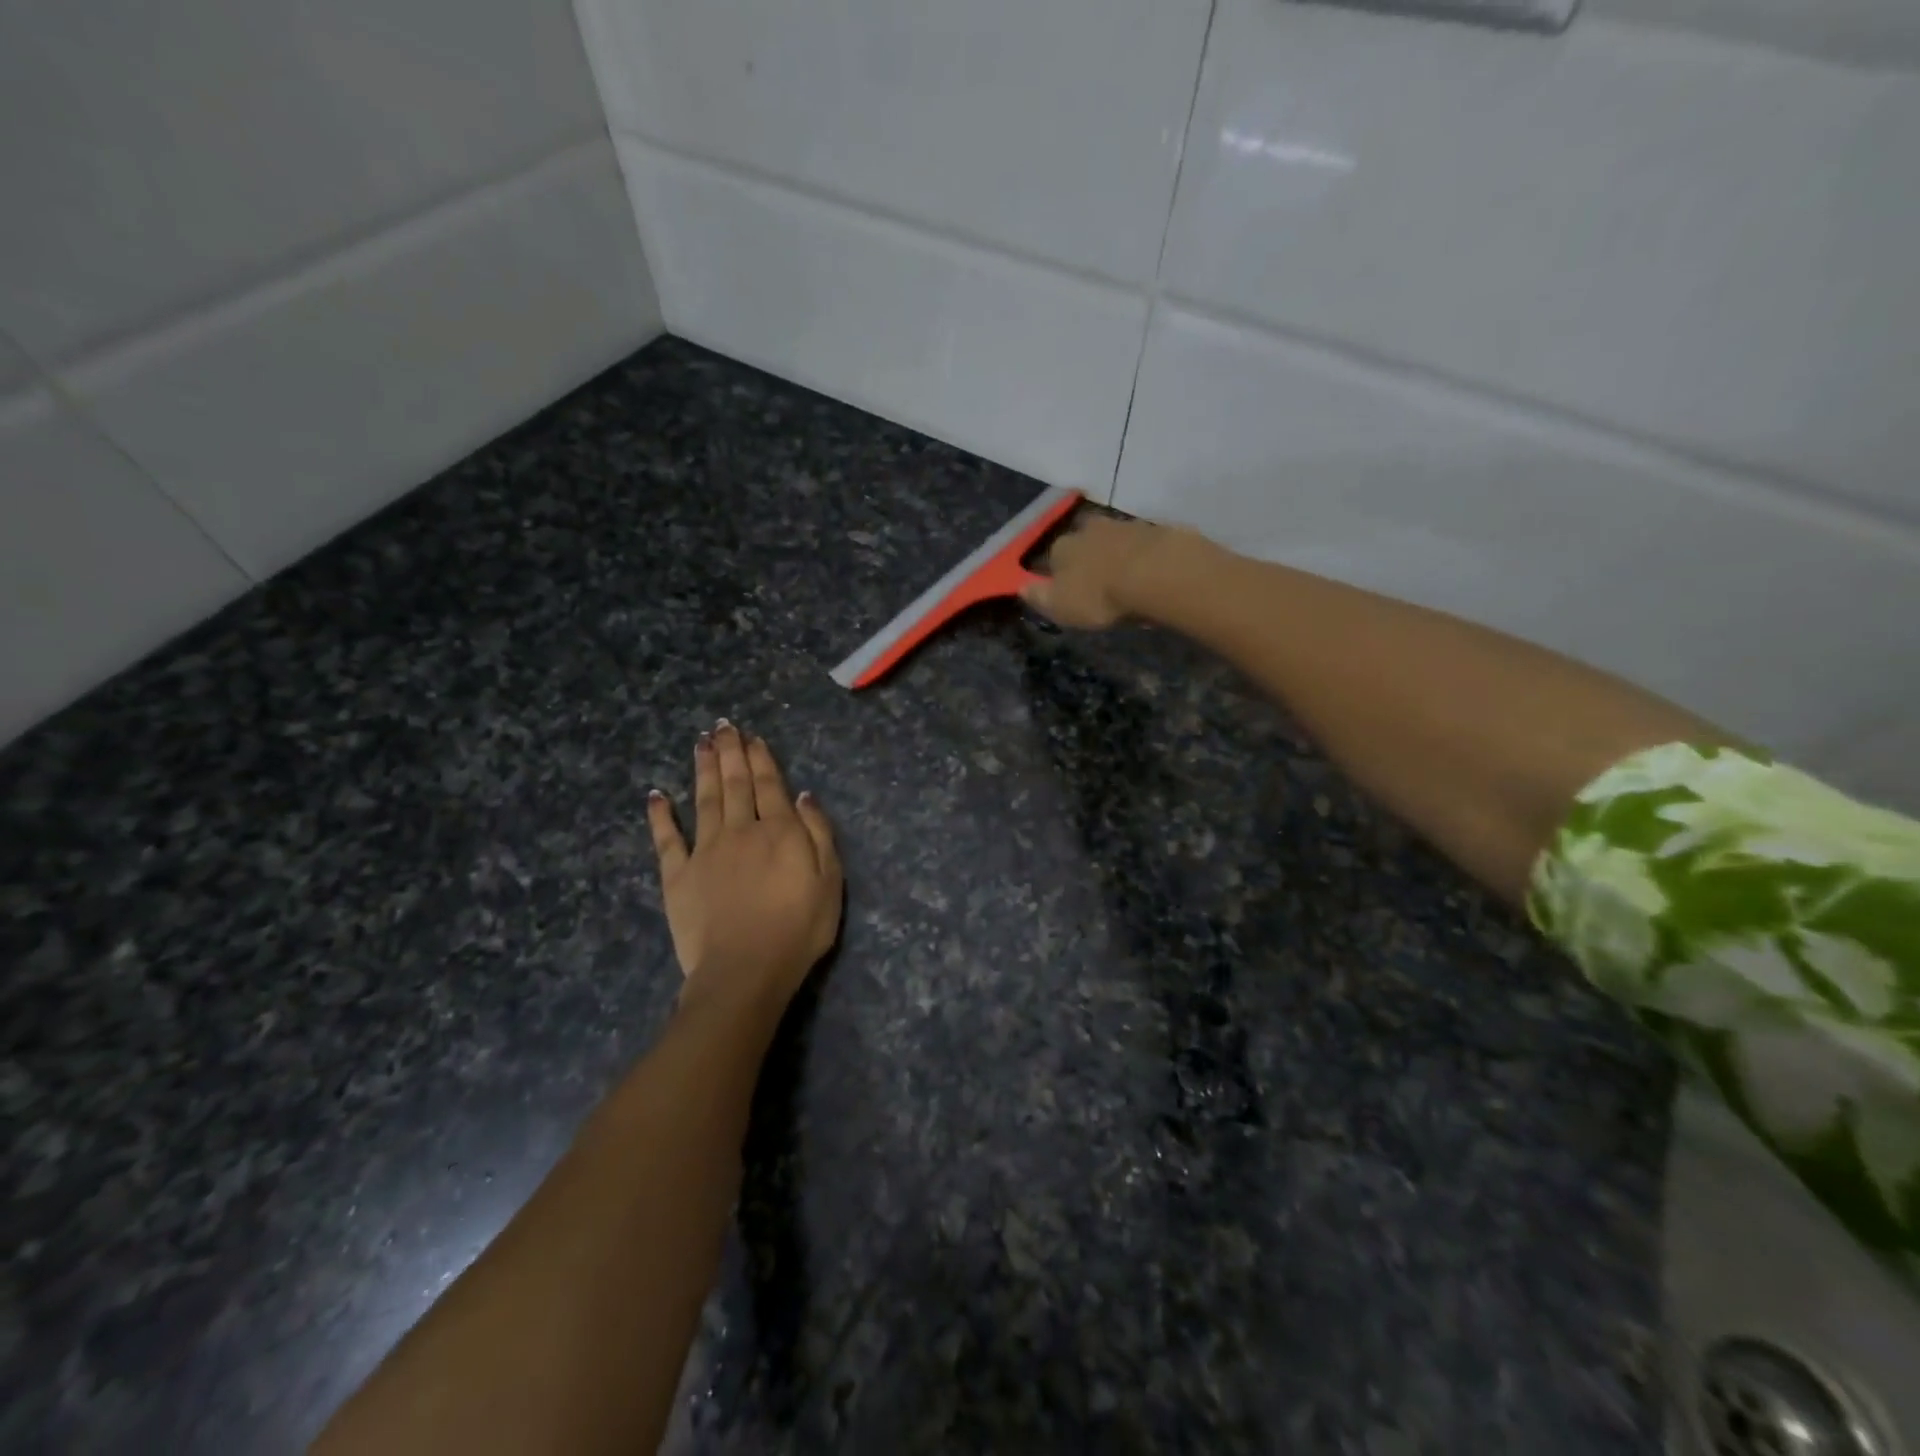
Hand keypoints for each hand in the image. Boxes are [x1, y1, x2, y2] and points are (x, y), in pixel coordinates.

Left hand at [647, 723, 842, 1021]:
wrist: (745, 971)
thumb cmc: (798, 929)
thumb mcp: (829, 881)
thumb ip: (819, 834)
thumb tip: (803, 796)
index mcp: (779, 831)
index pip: (769, 785)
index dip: (761, 758)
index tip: (752, 737)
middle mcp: (740, 830)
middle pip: (735, 783)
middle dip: (730, 752)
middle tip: (723, 726)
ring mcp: (705, 851)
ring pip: (703, 799)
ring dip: (702, 768)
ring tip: (700, 742)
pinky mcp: (677, 875)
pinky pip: (667, 838)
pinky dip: (661, 815)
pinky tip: (657, 794)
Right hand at [1020, 514, 1194, 628]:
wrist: (1155, 573)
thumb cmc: (1099, 595)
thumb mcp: (1060, 606)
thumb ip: (1039, 597)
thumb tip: (1021, 587)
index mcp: (1061, 548)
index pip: (1052, 557)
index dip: (1058, 573)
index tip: (1068, 590)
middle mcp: (1088, 529)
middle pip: (1083, 542)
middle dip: (1087, 558)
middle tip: (1097, 582)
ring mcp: (1122, 525)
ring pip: (1112, 539)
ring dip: (1114, 554)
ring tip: (1124, 578)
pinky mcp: (1152, 530)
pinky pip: (1139, 543)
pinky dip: (1140, 555)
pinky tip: (1147, 571)